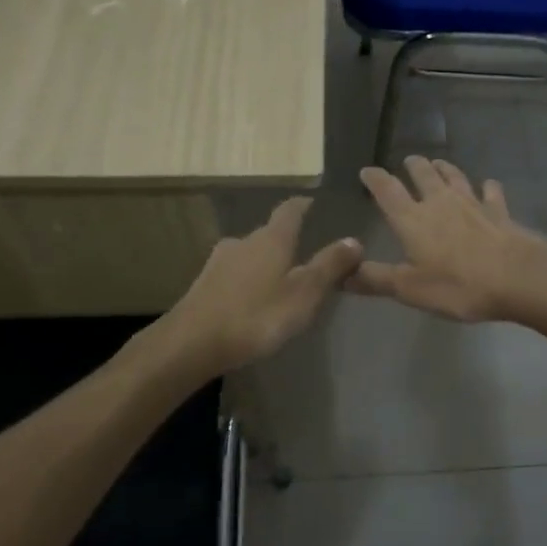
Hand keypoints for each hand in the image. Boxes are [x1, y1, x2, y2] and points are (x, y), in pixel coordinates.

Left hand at [167, 198, 362, 371]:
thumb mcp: (304, 293)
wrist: (192, 343)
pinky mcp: (203, 286)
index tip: (311, 202)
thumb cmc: (257, 315)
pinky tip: (251, 300)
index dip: (302, 205)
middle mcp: (243, 242)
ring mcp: (218, 263)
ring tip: (279, 281)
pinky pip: (233, 276)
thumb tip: (354, 239)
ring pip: (249, 255)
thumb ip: (330, 266)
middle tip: (303, 255)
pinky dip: (247, 282)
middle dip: (286, 241)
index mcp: (271, 239)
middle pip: (268, 234)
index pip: (289, 211)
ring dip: (265, 263)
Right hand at [350, 157, 546, 321]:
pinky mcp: (499, 212)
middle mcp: (440, 203)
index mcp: (412, 219)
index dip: (375, 179)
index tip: (367, 171)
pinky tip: (488, 185)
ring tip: (439, 163)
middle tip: (408, 161)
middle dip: (413, 166)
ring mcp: (473, 204)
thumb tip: (341, 274)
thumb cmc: (458, 285)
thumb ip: (375, 279)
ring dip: (445, 169)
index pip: (387, 191)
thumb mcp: (409, 288)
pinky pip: (491, 194)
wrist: (518, 277)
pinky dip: (487, 188)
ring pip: (455, 178)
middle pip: (424, 176)